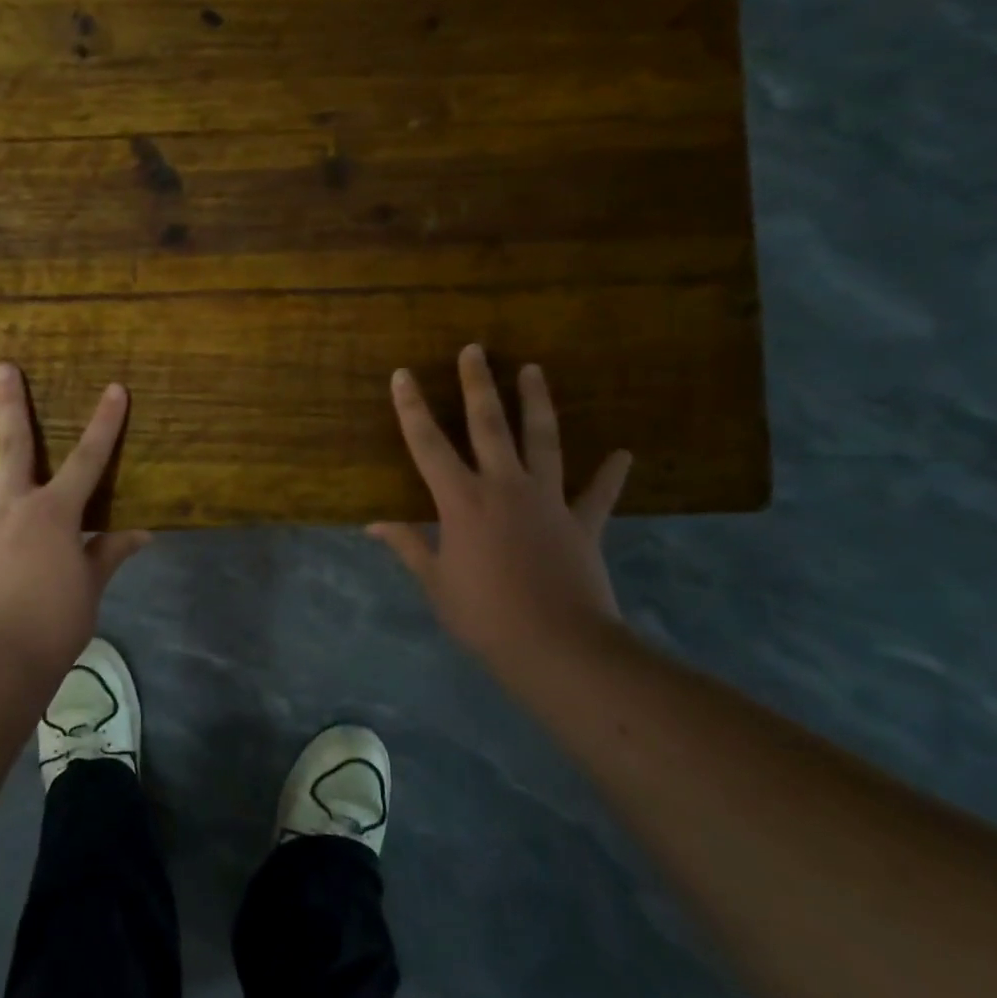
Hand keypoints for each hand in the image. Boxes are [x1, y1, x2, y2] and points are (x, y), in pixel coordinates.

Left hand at [0, 363, 151, 673]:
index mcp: (55, 513)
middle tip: (3, 367)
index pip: (89, 460)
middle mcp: (14, 508)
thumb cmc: (56, 620)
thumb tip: (143, 533)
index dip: (105, 424)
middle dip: (12, 405)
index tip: (114, 389)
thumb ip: (110, 553)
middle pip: (15, 448)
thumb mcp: (92, 586)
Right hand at [369, 345, 632, 679]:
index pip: (428, 444)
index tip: (403, 374)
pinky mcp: (583, 523)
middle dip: (479, 384)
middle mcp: (503, 487)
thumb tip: (374, 524)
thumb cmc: (484, 616)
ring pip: (542, 440)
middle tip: (475, 349)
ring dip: (536, 403)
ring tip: (534, 370)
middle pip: (489, 425)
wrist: (558, 648)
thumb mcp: (436, 582)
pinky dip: (610, 474)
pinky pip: (598, 494)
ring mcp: (547, 500)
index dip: (412, 408)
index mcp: (461, 500)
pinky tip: (622, 454)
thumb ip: (408, 546)